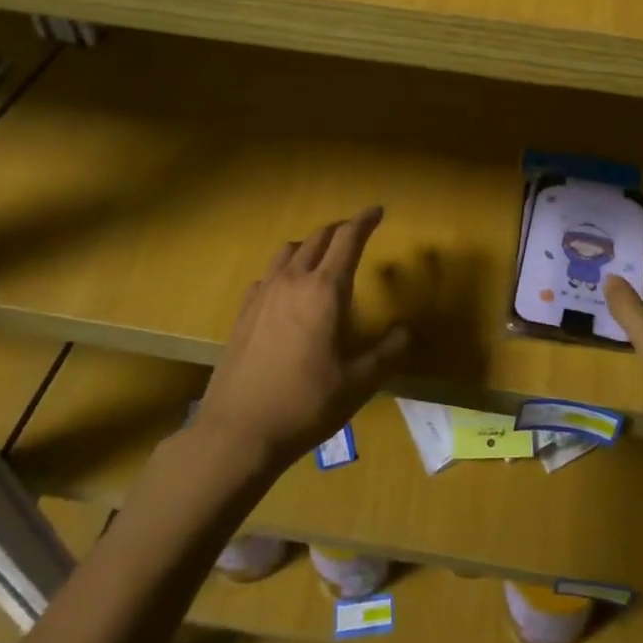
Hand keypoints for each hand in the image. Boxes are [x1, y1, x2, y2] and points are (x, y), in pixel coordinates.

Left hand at [195, 206, 408, 471]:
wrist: (237, 432)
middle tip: (356, 232)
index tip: (378, 211)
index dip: (365, 221)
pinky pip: (268, 274)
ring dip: (310, 245)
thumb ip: (387, 353)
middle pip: (318, 238)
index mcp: (325, 291)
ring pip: (289, 250)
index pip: (348, 239)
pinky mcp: (244, 312)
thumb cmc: (305, 405)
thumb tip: (405, 330)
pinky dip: (285, 269)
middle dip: (340, 229)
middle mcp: (293, 281)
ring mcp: (264, 294)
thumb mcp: (358, 384)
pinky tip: (288, 290)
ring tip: (323, 257)